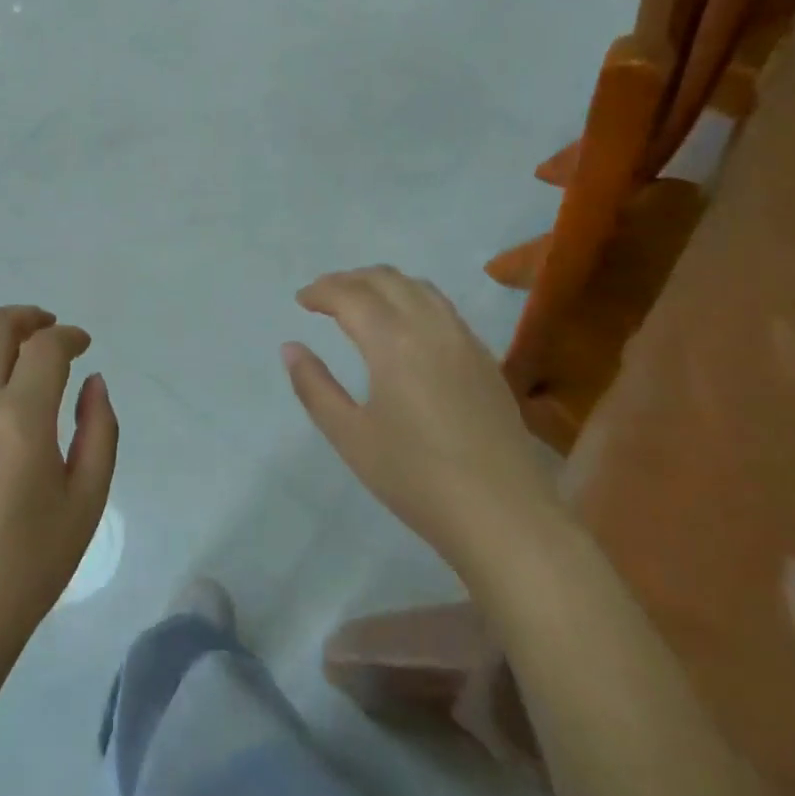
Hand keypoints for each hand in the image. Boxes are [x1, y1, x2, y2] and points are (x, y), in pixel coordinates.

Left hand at [0, 307, 117, 653]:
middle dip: (27, 318)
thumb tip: (93, 381)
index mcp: (21, 419)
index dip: (69, 336)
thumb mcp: (86, 502)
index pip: (46, 347)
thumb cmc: (27, 566)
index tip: (81, 345)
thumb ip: (99, 431)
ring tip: (0, 350)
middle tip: (45, 331)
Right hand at [283, 267, 558, 565]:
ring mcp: (464, 340)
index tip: (301, 300)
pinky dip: (413, 299)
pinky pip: (443, 308)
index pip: (350, 295)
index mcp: (393, 341)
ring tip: (361, 302)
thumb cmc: (416, 478)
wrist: (504, 516)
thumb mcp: (350, 436)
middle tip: (324, 296)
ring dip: (384, 284)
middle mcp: (431, 327)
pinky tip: (405, 327)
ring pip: (419, 288)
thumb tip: (291, 348)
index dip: (321, 291)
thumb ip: (314, 386)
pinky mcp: (485, 359)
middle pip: (386, 279)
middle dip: (350, 279)